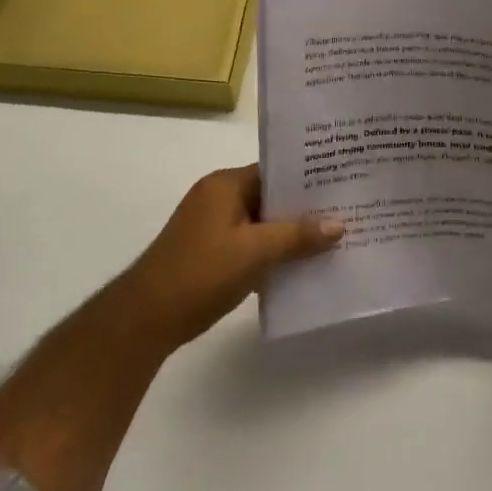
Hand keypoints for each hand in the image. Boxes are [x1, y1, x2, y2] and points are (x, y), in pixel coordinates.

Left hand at [119, 164, 343, 351]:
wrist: (146, 319)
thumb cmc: (201, 273)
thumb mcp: (255, 251)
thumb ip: (297, 235)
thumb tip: (339, 225)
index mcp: (225, 184)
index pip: (274, 171)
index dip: (308, 179)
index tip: (342, 186)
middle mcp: (218, 198)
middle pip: (270, 197)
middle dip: (304, 209)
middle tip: (346, 214)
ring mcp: (212, 226)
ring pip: (262, 223)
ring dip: (290, 234)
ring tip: (332, 241)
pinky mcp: (211, 253)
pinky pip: (251, 243)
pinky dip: (272, 252)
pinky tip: (301, 266)